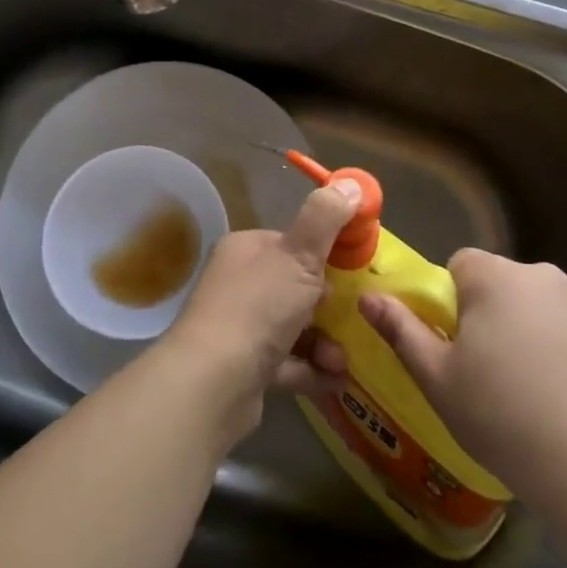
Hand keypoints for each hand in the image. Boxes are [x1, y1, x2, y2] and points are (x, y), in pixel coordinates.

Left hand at [160, 181, 359, 440]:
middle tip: (354, 318)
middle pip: (292, 287)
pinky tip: (335, 379)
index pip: (289, 243)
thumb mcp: (299, 254)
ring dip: (323, 342)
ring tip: (342, 359)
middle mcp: (236, 285)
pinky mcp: (242, 370)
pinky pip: (286, 364)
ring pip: (291, 328)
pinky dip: (311, 370)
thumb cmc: (258, 307)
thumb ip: (326, 218)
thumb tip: (351, 183)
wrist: (212, 383)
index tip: (351, 270)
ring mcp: (237, 329)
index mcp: (245, 250)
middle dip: (327, 305)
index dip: (321, 254)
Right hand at [359, 249, 566, 501]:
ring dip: (528, 330)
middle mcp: (541, 275)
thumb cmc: (502, 416)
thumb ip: (400, 329)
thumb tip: (367, 297)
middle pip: (501, 284)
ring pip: (538, 306)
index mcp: (495, 277)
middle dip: (490, 315)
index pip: (461, 265)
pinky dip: (564, 349)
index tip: (455, 346)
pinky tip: (566, 397)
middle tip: (486, 373)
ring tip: (529, 391)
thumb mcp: (437, 378)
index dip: (451, 302)